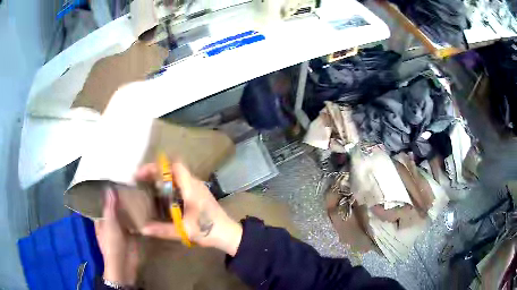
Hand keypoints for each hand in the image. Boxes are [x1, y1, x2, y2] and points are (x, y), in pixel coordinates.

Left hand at [95, 188, 138, 285]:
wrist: (124, 264)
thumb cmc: (112, 244)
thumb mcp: (109, 224)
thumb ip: (110, 207)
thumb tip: (109, 188)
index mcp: (101, 219)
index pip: (103, 202)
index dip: (108, 192)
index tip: (115, 180)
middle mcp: (110, 221)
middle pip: (115, 207)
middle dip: (121, 197)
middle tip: (130, 182)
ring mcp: (121, 227)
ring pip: (125, 214)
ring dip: (130, 206)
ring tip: (138, 189)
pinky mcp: (132, 233)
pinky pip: (134, 221)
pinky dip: (138, 215)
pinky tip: (144, 205)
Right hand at [136, 162, 242, 255]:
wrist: (229, 233)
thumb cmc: (208, 230)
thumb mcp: (184, 230)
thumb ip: (163, 230)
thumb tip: (143, 229)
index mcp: (191, 188)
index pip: (175, 166)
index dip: (158, 166)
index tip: (143, 173)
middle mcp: (195, 184)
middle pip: (174, 169)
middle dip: (157, 172)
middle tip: (141, 179)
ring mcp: (199, 188)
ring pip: (178, 176)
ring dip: (163, 178)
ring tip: (148, 186)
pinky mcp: (200, 194)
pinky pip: (182, 183)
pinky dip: (170, 185)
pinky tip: (163, 196)